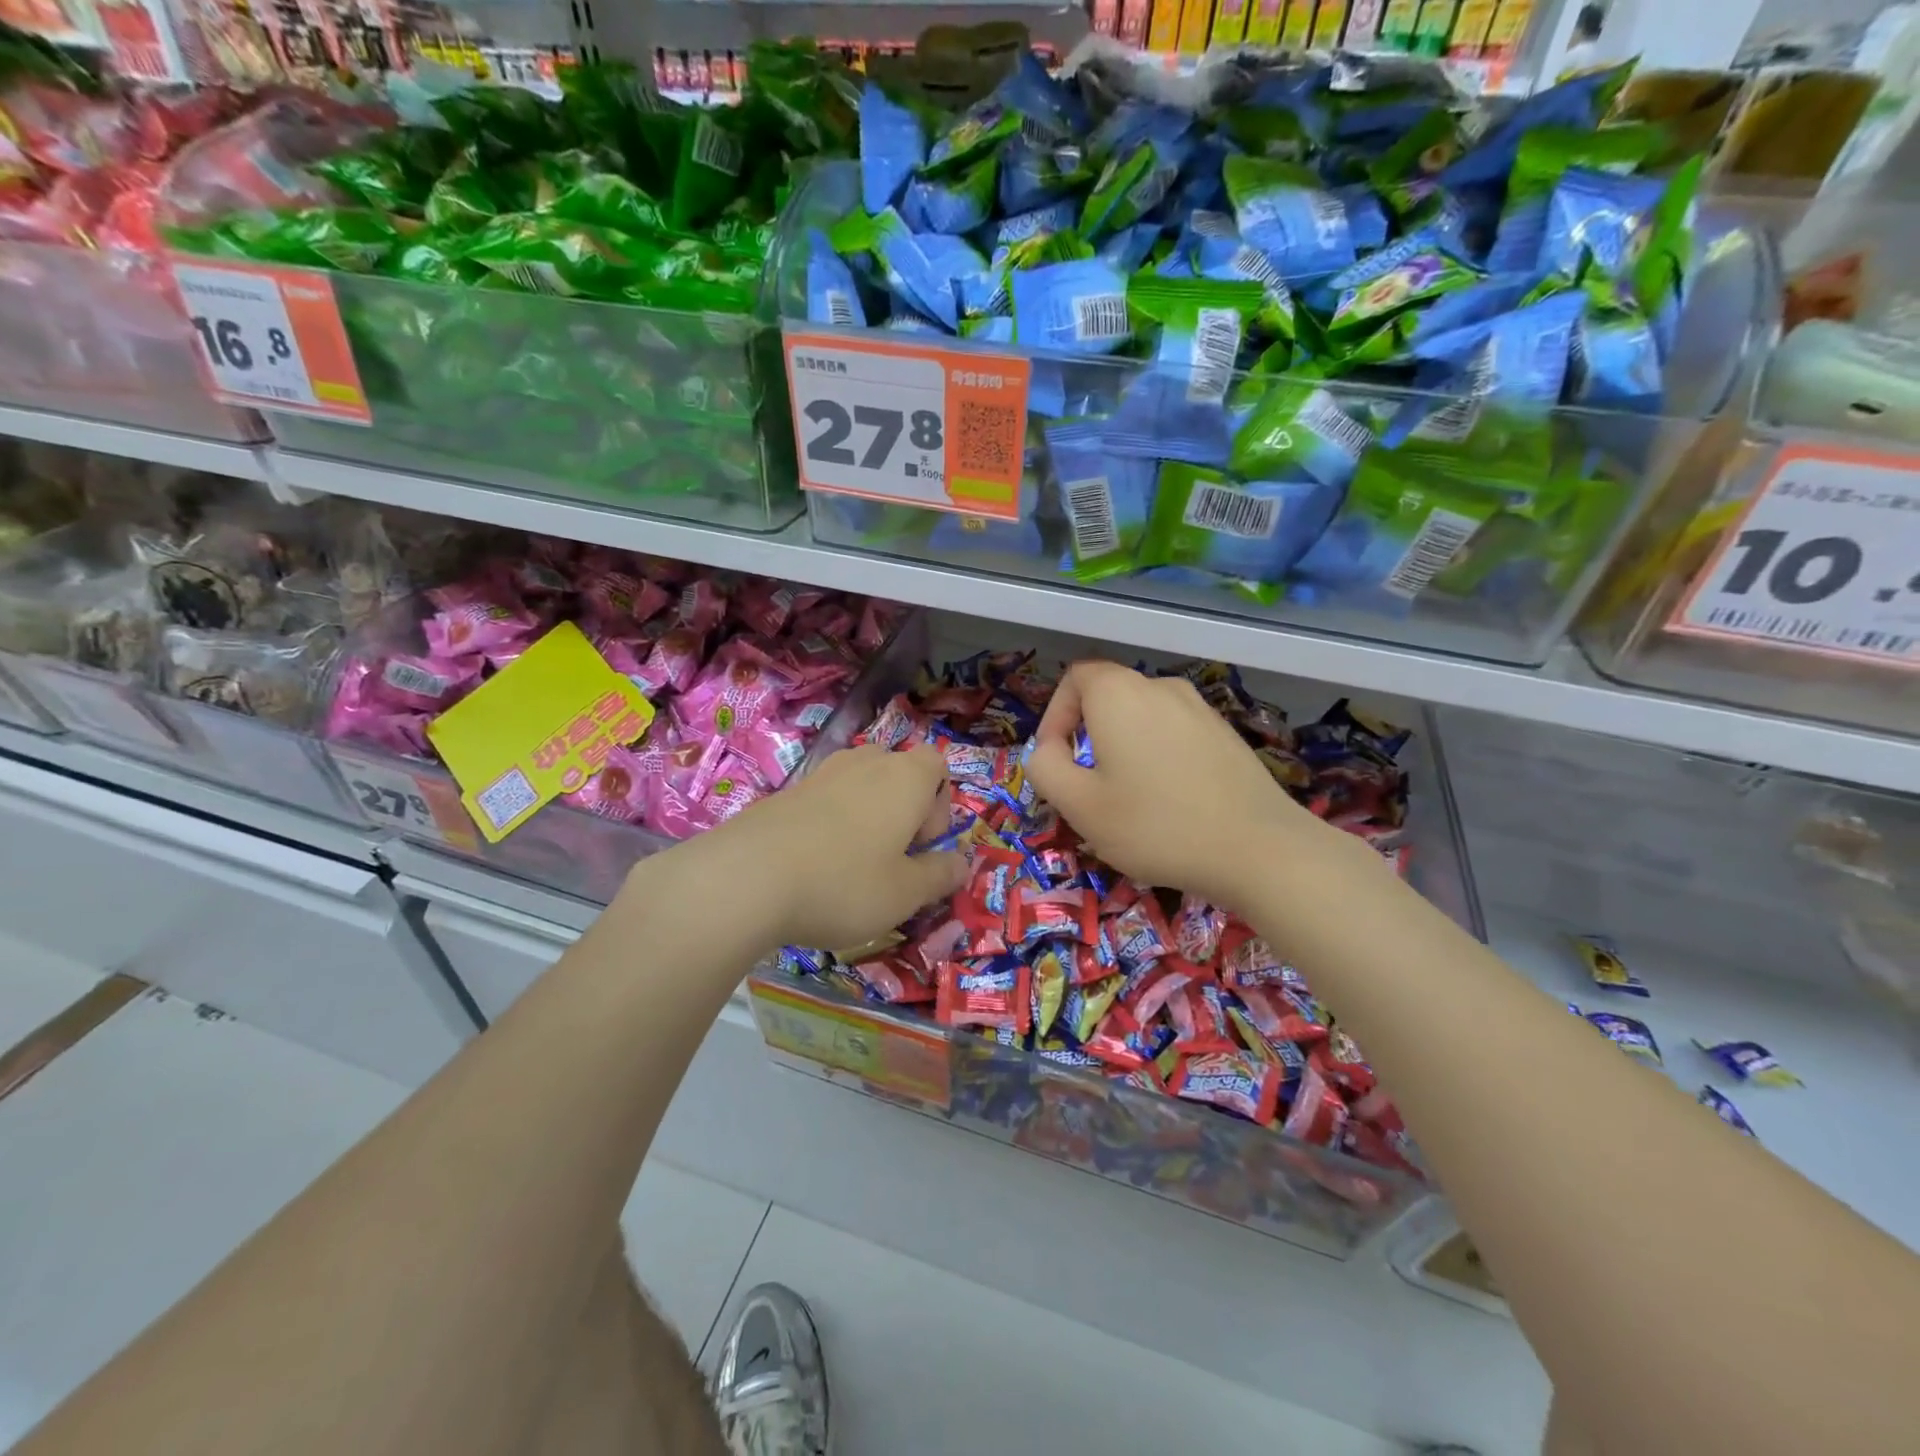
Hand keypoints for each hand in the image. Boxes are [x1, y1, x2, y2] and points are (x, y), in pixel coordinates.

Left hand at [703, 743, 967, 952]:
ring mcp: (822, 773)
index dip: (941, 803)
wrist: (745, 877)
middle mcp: (866, 763)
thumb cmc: (843, 883)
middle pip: (899, 772)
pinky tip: (816, 864)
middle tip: (893, 857)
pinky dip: (833, 823)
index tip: (923, 844)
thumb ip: (940, 875)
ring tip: (854, 863)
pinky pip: (827, 799)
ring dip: (868, 815)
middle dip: (905, 809)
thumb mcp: (905, 894)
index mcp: (905, 778)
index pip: (938, 764)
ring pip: (861, 784)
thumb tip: (962, 863)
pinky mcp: (787, 791)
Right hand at [1023, 661, 1350, 910]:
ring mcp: (1200, 709)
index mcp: (1119, 693)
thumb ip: (1045, 767)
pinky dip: (1158, 757)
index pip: (1075, 677)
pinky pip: (1174, 733)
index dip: (1055, 714)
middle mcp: (1161, 687)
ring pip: (1142, 717)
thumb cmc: (1156, 825)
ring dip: (1123, 748)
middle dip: (1088, 736)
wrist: (1259, 849)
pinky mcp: (1226, 734)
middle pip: (1109, 696)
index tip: (1057, 759)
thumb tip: (1048, 749)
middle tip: (1087, 787)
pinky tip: (1170, 804)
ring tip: (1128, 800)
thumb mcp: (1079, 805)